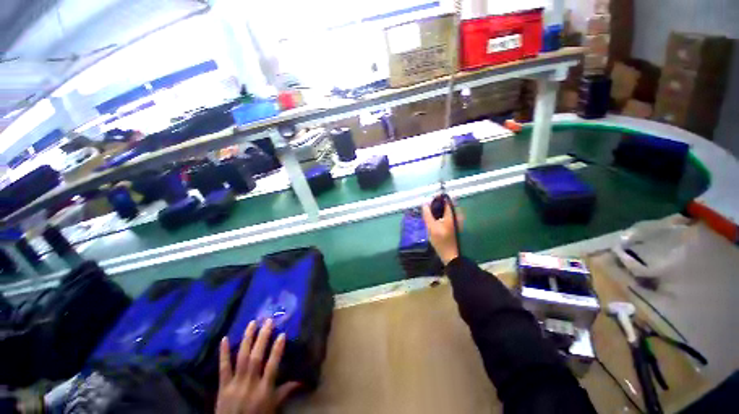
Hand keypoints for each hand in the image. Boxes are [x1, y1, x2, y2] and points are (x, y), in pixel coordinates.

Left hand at [216, 319, 300, 413]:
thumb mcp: (274, 406)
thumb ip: (287, 390)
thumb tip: (304, 379)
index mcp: (264, 389)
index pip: (272, 366)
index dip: (277, 350)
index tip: (282, 334)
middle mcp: (250, 383)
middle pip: (256, 358)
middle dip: (263, 338)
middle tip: (268, 321)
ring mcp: (235, 384)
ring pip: (241, 358)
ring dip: (247, 339)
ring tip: (252, 323)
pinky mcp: (222, 386)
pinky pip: (223, 368)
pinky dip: (223, 353)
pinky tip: (225, 338)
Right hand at [422, 200, 463, 265]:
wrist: (450, 255)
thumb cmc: (440, 241)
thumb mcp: (431, 227)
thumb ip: (427, 214)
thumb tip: (424, 203)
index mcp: (452, 214)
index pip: (446, 200)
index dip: (438, 198)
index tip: (429, 200)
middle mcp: (456, 215)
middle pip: (447, 204)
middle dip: (436, 203)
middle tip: (427, 207)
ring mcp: (456, 220)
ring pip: (446, 209)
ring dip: (438, 209)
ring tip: (429, 212)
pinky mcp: (454, 224)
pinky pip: (447, 214)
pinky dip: (440, 214)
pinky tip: (434, 219)